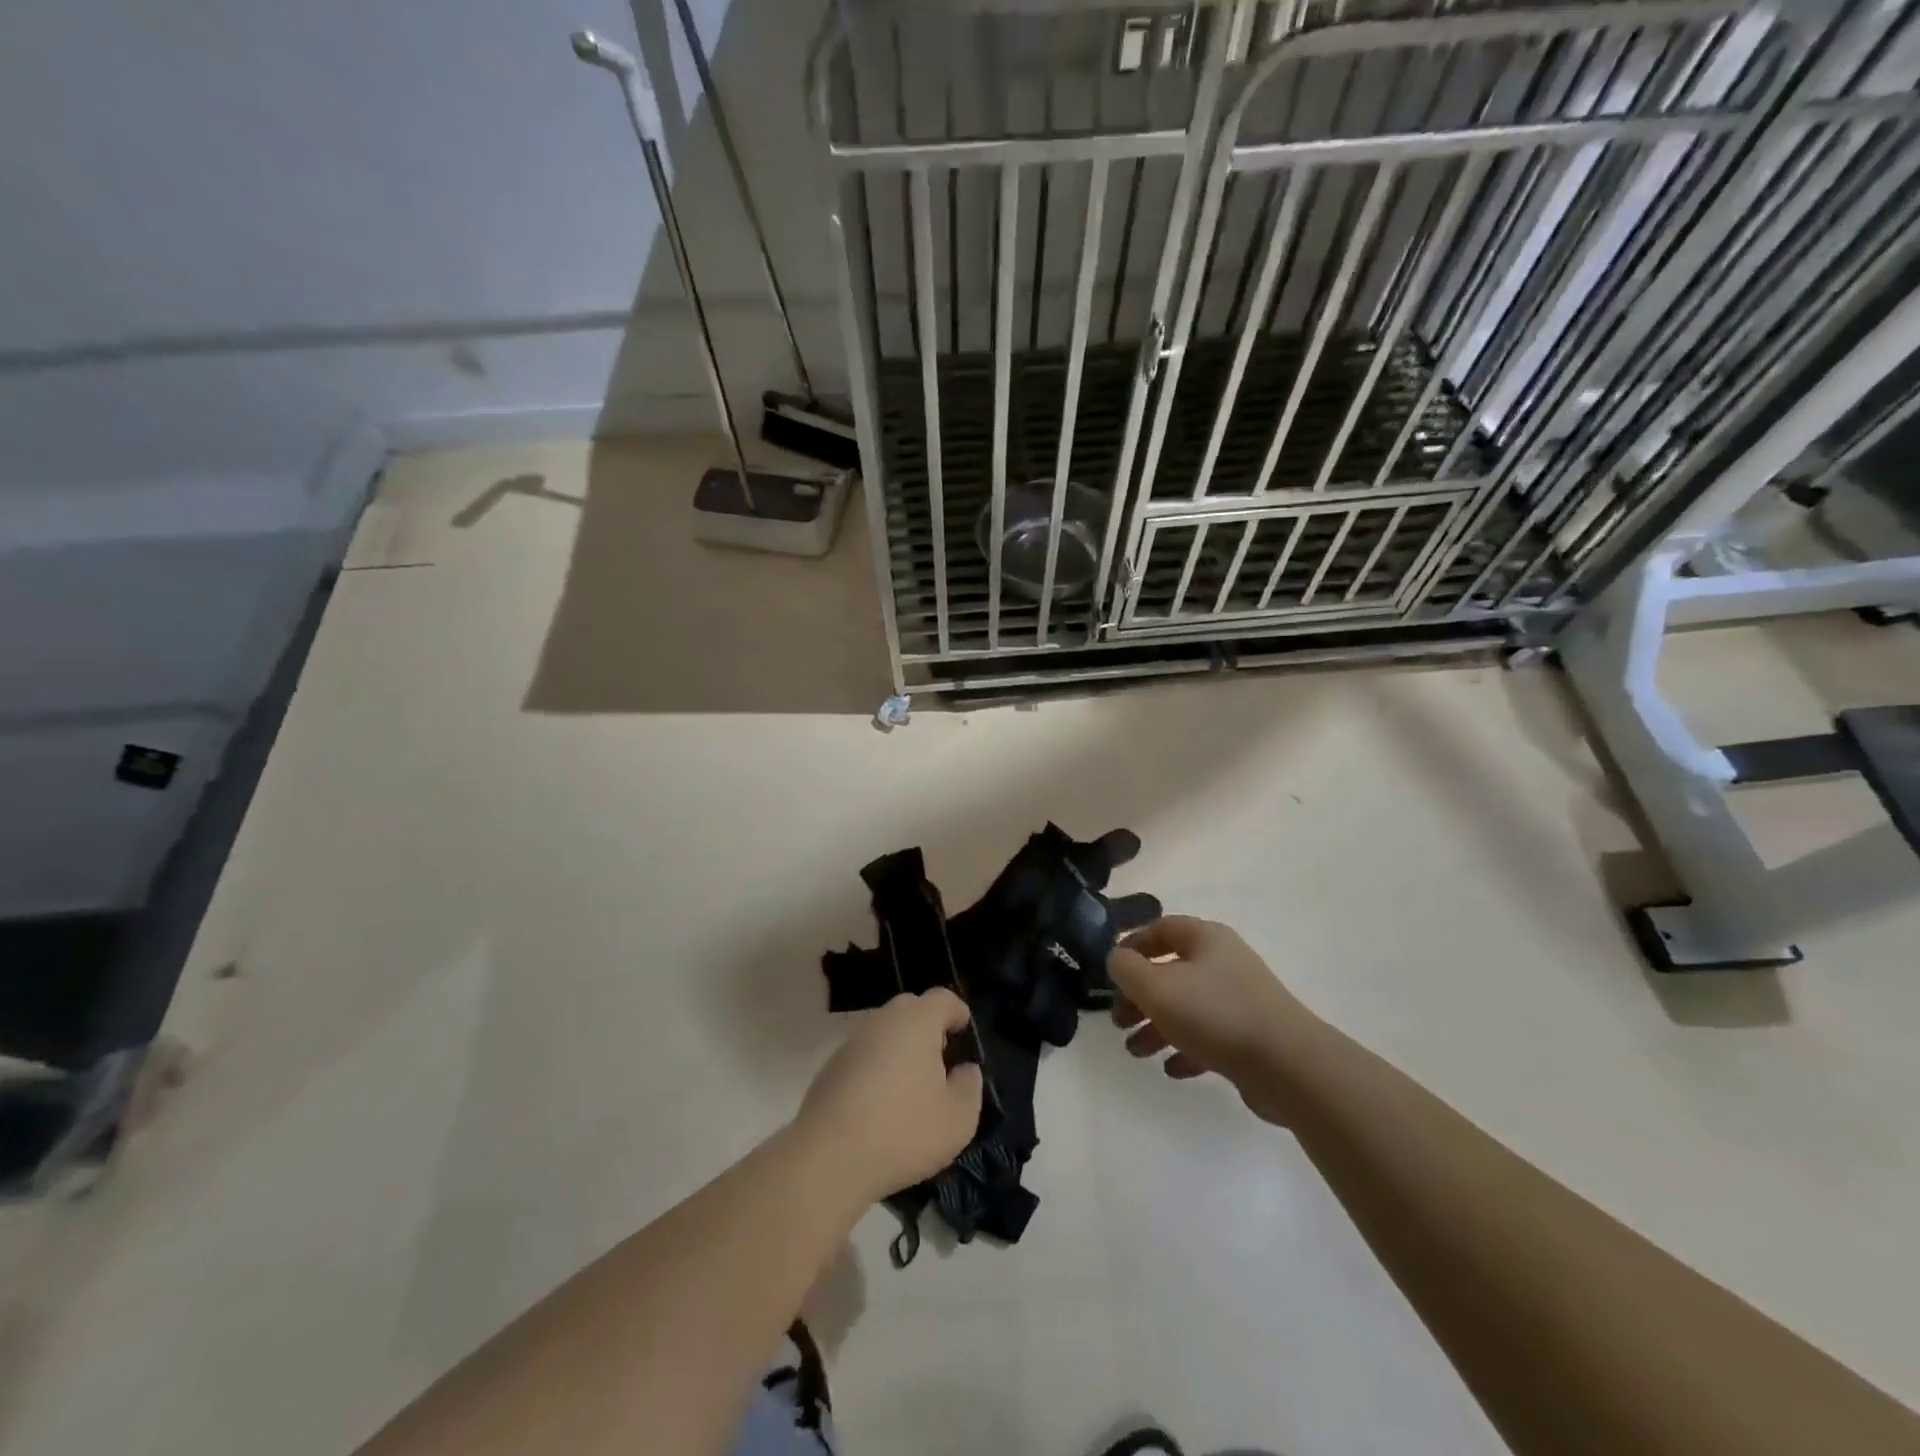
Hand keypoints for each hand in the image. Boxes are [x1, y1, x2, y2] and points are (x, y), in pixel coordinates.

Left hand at [795, 989, 983, 1204]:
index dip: (957, 1011)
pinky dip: (877, 1068)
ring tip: (912, 1085)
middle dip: (928, 1026)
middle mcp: (882, 1022)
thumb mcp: (957, 1118)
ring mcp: (852, 1044)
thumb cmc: (903, 1131)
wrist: (829, 1158)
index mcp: (916, 1022)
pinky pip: (864, 1057)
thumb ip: (969, 1087)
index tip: (964, 1031)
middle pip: (910, 1009)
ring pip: (884, 1033)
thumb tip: (964, 1071)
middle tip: (940, 1058)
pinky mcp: (830, 1069)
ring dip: (900, 1048)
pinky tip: (881, 1104)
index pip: (941, 999)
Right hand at [1109, 916, 1314, 1123]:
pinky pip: (1210, 1036)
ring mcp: (1242, 1000)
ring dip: (1157, 1026)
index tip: (1111, 971)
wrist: (1289, 1066)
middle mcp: (1225, 962)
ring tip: (1137, 1052)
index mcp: (1206, 939)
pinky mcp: (1252, 1036)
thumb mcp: (1156, 987)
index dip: (1132, 945)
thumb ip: (1126, 968)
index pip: (1161, 928)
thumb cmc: (1215, 1014)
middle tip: (1119, 1020)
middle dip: (1140, 995)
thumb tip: (1117, 959)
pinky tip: (1172, 1069)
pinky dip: (1186, 1048)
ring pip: (1188, 1006)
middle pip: (1171, 971)